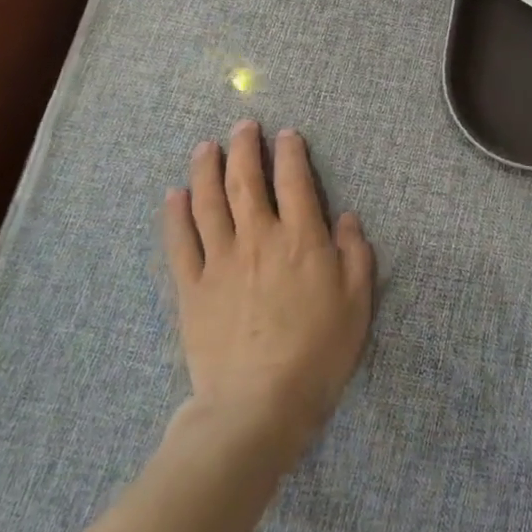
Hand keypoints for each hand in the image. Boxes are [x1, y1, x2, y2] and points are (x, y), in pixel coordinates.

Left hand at [161, 121, 373, 457]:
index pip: (295, 181)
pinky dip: (176, 214)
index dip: (291, 153)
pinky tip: (174, 196)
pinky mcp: (191, 288)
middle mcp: (259, 238)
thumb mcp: (357, 301)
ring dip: (206, 169)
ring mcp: (220, 262)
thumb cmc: (319, 352)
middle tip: (243, 126)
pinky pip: (180, 242)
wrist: (258, 404)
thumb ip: (355, 253)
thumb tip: (346, 217)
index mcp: (302, 239)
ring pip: (208, 202)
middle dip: (244, 148)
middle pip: (246, 182)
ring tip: (206, 147)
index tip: (287, 135)